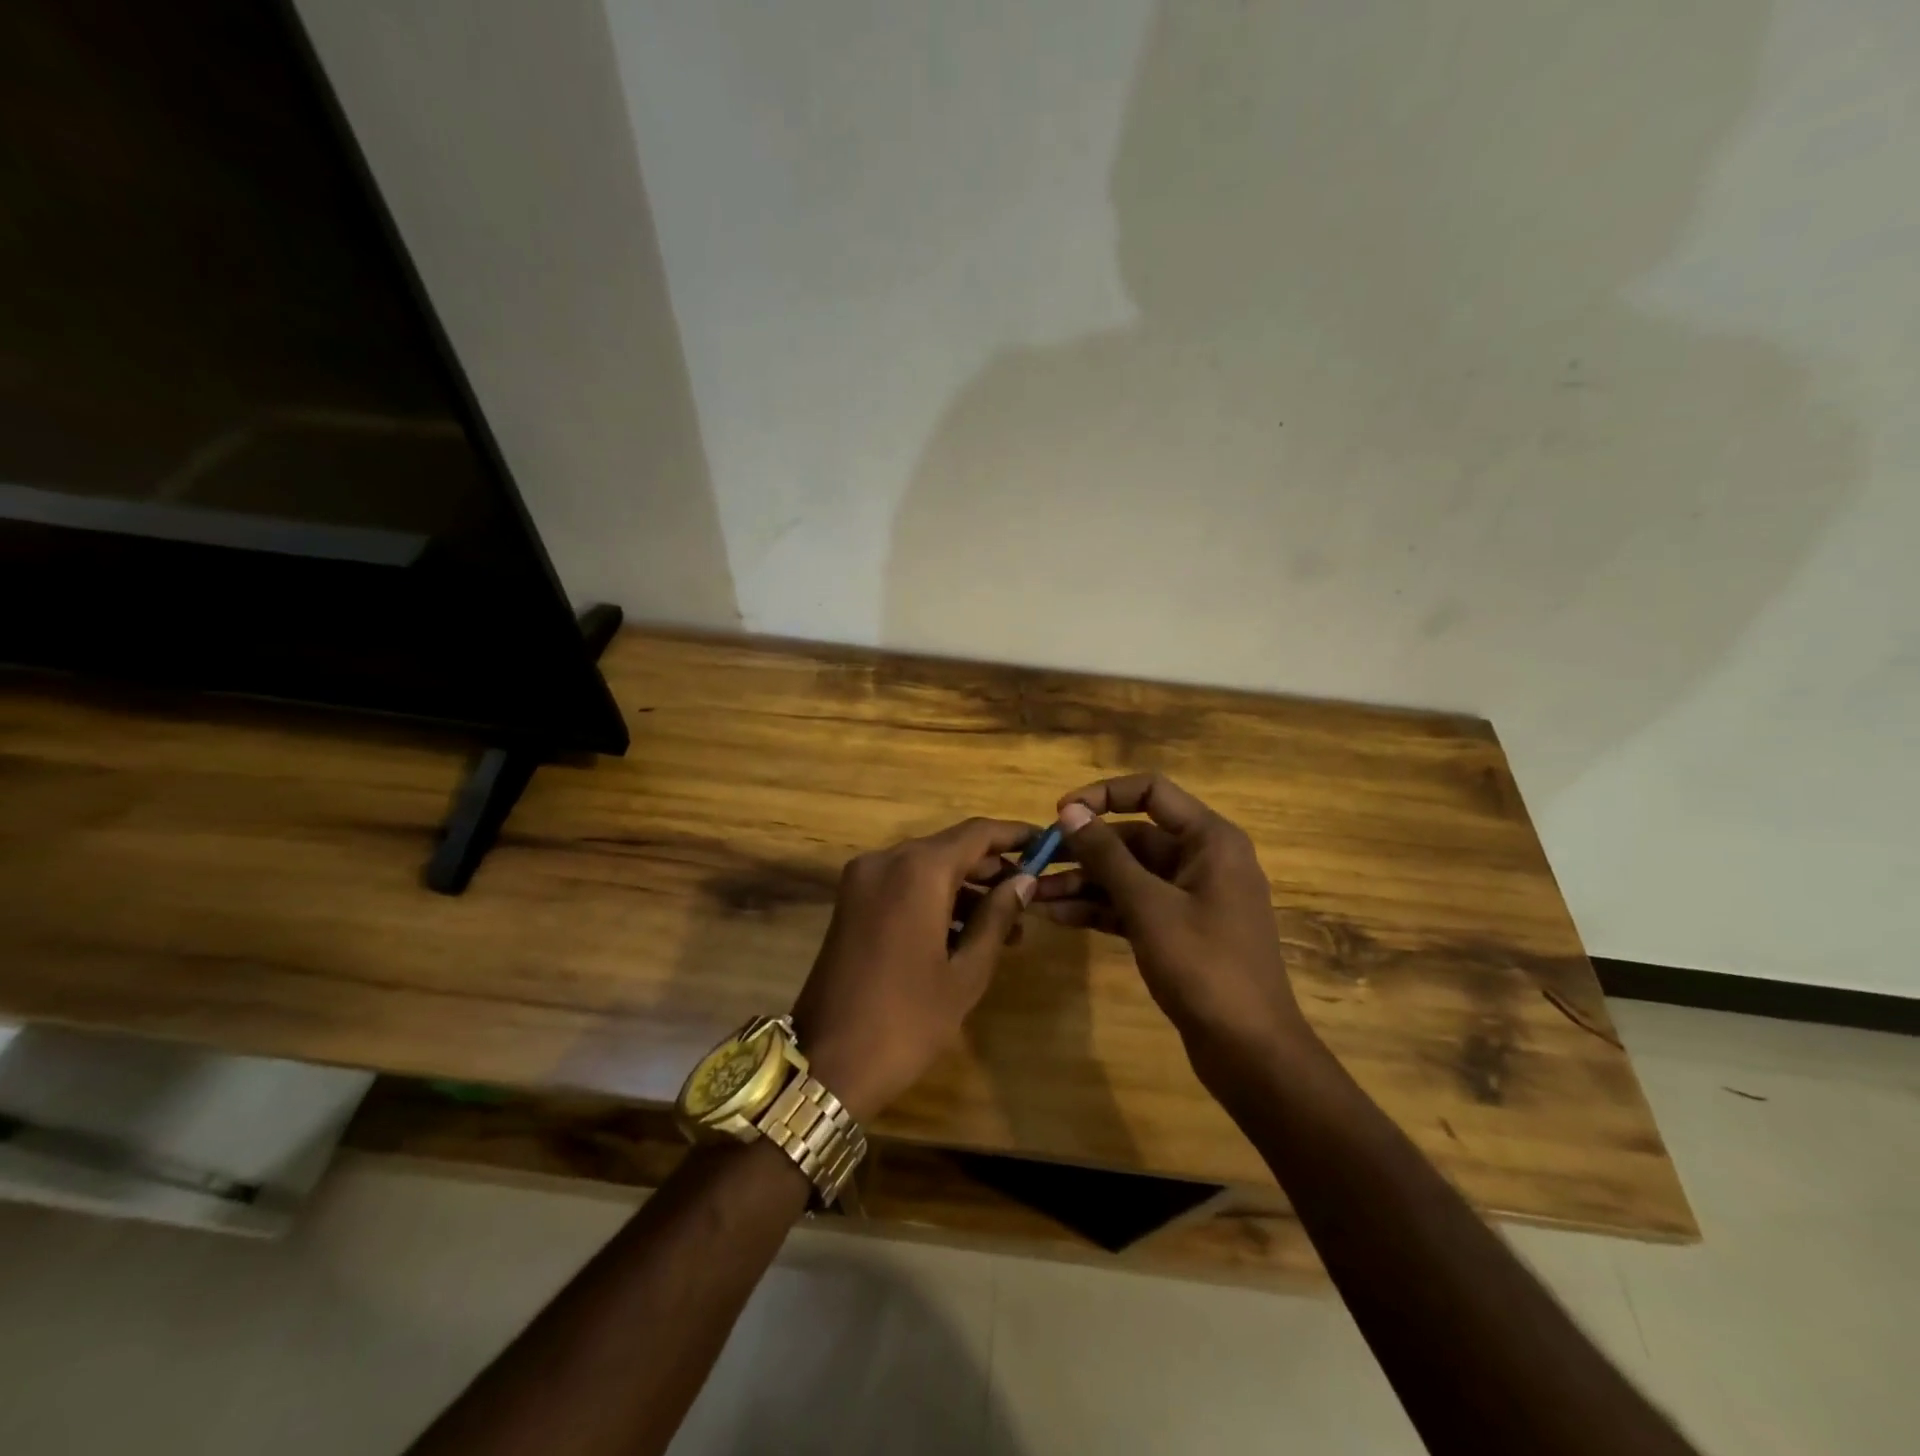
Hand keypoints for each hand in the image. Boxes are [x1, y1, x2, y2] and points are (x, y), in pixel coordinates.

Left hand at [792, 818, 1036, 1121]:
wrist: (826, 1062)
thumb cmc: (907, 1019)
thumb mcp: (966, 972)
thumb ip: (997, 917)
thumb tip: (1024, 881)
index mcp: (917, 870)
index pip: (977, 833)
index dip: (1015, 835)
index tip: (1046, 844)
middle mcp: (886, 861)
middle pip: (950, 847)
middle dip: (992, 868)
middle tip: (1031, 894)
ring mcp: (863, 880)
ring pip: (927, 868)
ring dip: (965, 889)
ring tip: (1008, 927)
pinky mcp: (851, 902)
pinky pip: (903, 885)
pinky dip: (935, 899)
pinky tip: (966, 934)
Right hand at [1034, 774, 1312, 1066]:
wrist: (1250, 1051)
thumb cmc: (1204, 966)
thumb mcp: (1149, 906)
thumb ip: (1107, 855)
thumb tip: (1069, 811)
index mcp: (1209, 840)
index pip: (1151, 792)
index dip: (1103, 795)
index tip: (1060, 813)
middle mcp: (1202, 859)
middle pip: (1134, 837)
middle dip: (1084, 849)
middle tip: (1036, 861)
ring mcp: (1191, 897)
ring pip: (1129, 875)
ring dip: (1084, 882)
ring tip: (1034, 894)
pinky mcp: (1179, 930)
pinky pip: (1133, 906)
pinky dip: (1099, 909)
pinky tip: (1057, 917)